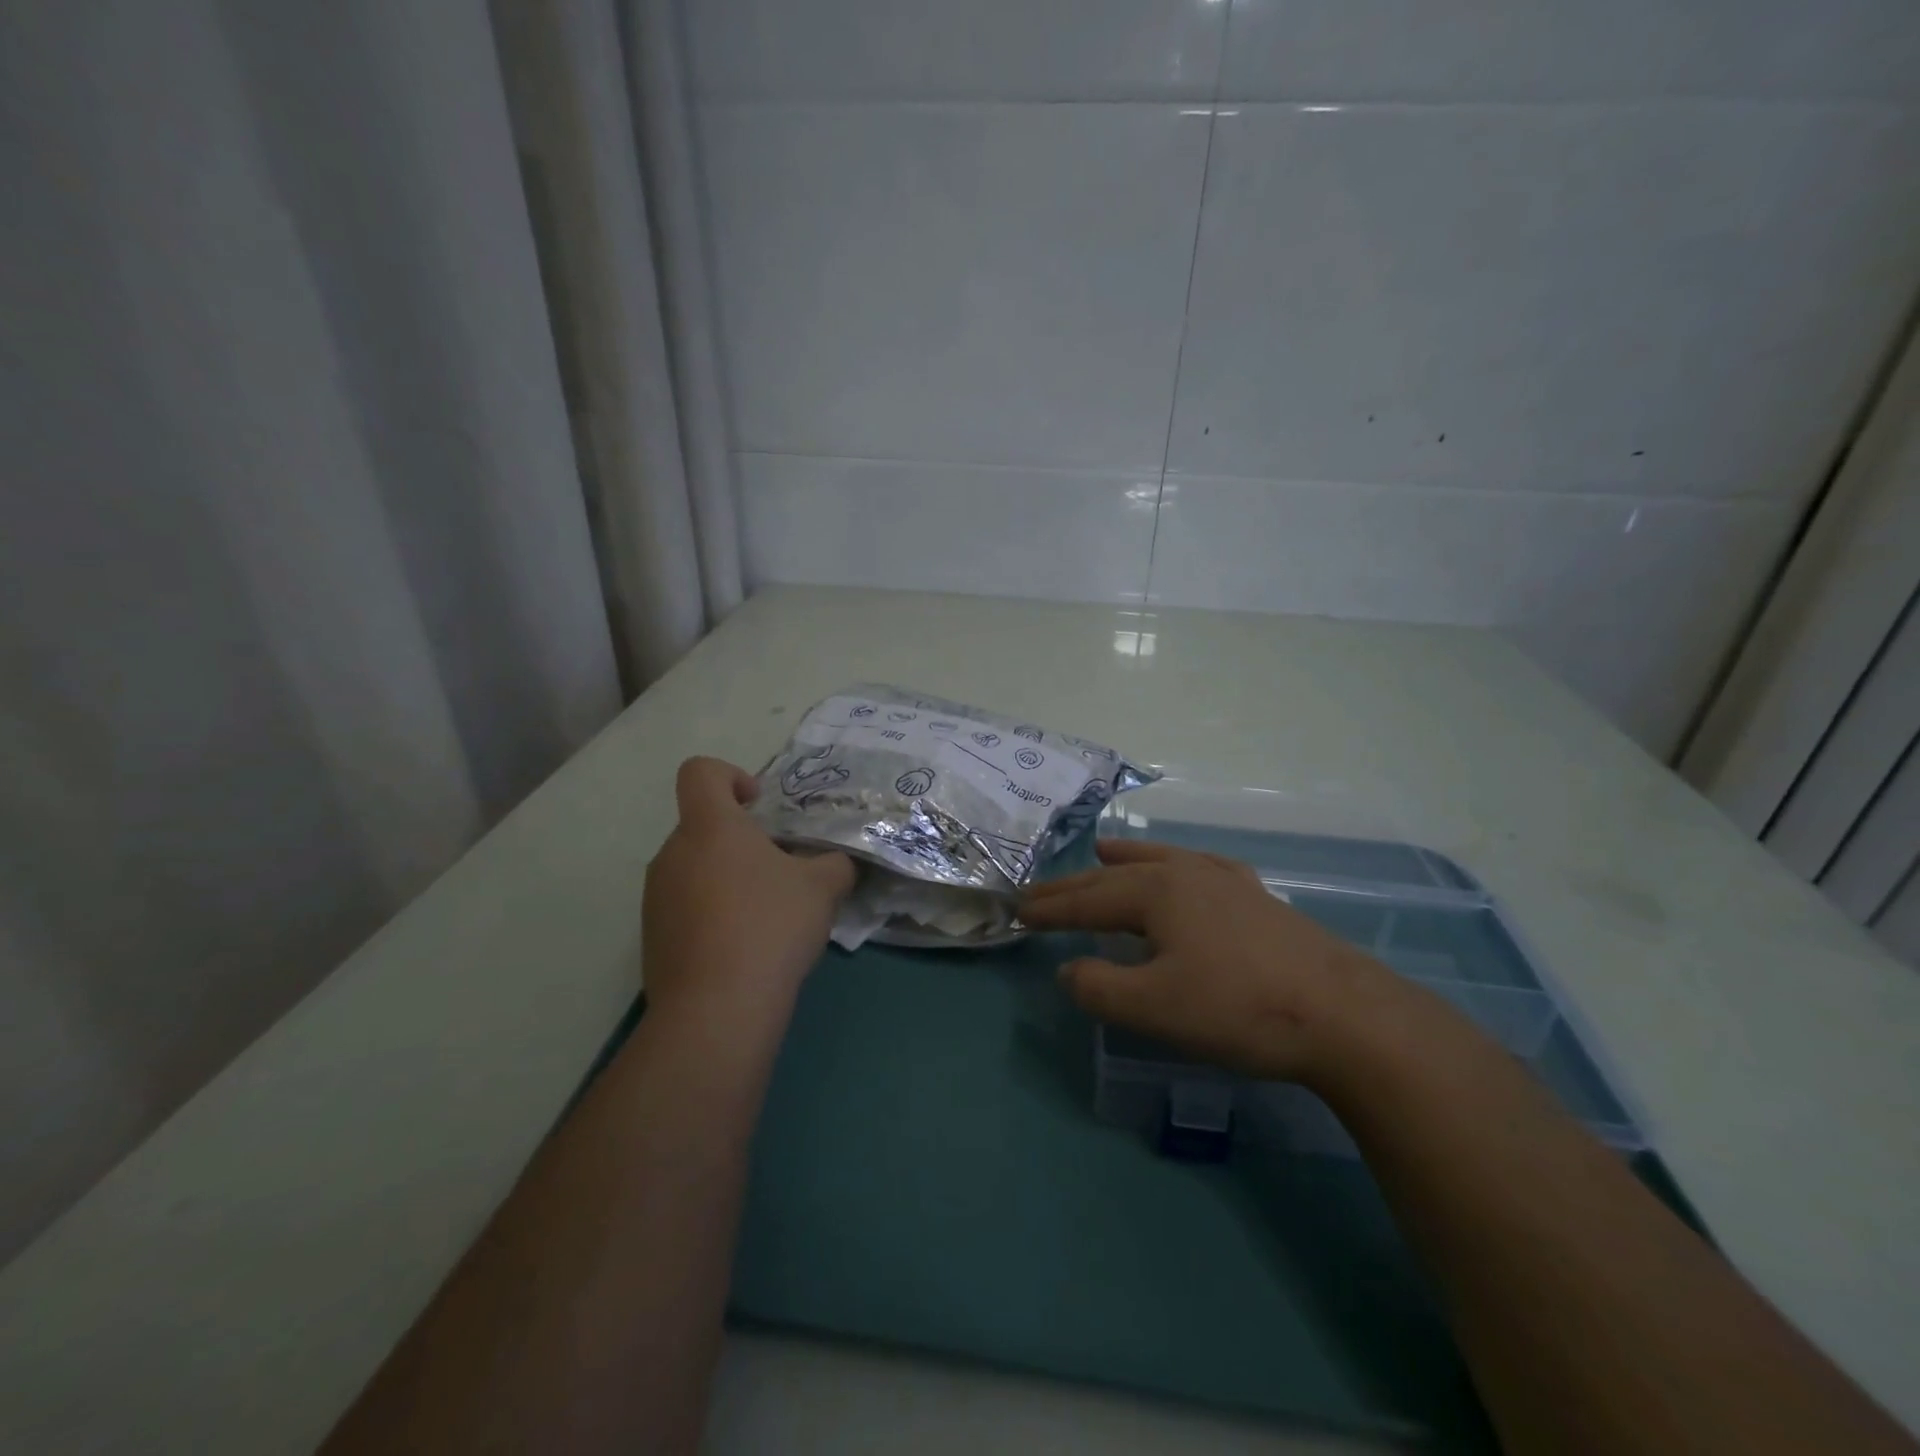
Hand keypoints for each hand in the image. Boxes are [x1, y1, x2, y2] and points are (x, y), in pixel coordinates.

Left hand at [642, 757, 855, 1025]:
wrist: (716, 1009)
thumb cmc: (770, 926)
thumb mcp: (823, 888)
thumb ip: (835, 864)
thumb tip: (837, 864)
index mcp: (710, 826)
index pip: (700, 772)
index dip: (730, 776)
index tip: (759, 805)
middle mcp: (673, 853)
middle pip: (703, 827)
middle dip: (741, 841)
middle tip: (780, 873)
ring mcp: (656, 897)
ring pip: (695, 870)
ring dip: (727, 880)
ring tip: (765, 917)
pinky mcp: (652, 938)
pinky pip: (685, 908)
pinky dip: (712, 915)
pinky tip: (742, 949)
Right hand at [1020, 839, 1410, 1086]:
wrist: (1344, 1014)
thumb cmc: (1240, 1008)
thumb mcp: (1155, 1008)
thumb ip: (1100, 987)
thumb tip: (1068, 969)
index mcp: (1156, 892)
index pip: (1087, 899)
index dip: (1050, 908)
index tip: (1017, 911)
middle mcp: (1185, 873)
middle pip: (1116, 875)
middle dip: (1073, 885)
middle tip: (1038, 891)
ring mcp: (1226, 881)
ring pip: (1161, 861)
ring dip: (1124, 860)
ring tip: (1101, 852)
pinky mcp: (1257, 898)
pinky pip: (1202, 869)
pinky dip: (1177, 864)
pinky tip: (1186, 868)